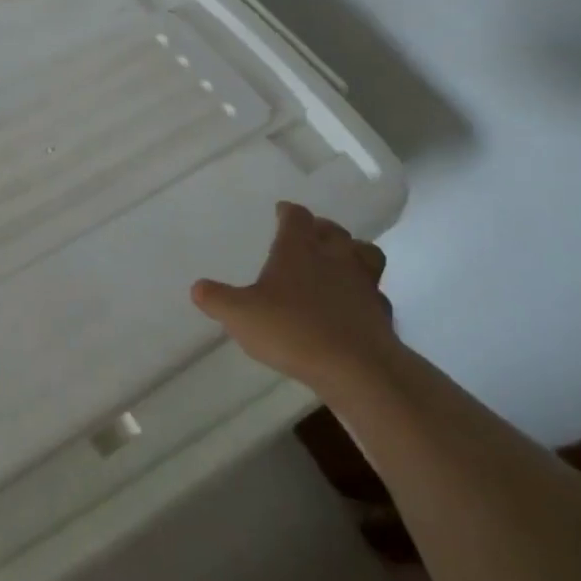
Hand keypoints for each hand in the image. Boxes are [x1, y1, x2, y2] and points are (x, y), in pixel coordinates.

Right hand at [191, 201, 397, 391]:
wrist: (357, 368)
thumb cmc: (293, 330)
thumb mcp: (240, 315)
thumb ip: (217, 299)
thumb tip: (197, 287)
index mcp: (299, 249)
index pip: (296, 217)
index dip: (288, 212)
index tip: (282, 211)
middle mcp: (334, 257)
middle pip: (333, 231)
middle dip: (320, 229)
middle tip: (310, 234)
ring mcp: (363, 284)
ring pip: (364, 254)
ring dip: (352, 252)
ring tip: (340, 262)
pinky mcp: (382, 313)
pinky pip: (375, 293)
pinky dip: (365, 294)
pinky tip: (354, 306)